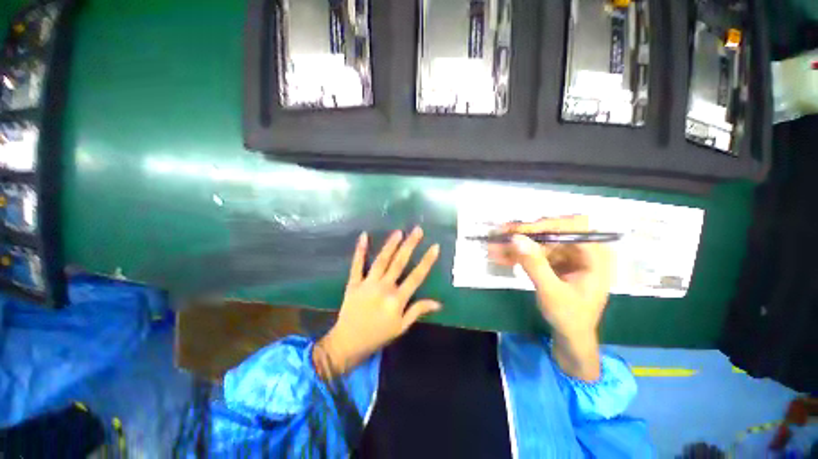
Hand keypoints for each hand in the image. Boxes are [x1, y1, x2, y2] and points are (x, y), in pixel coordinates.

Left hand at [314, 227, 440, 379]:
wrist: (348, 343)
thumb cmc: (378, 336)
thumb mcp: (401, 327)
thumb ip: (418, 311)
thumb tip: (438, 303)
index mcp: (397, 300)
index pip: (416, 276)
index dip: (427, 261)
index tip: (435, 246)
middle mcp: (384, 288)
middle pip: (399, 263)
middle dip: (410, 245)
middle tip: (418, 230)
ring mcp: (367, 284)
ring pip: (381, 260)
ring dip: (390, 245)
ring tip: (399, 232)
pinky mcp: (354, 283)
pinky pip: (357, 265)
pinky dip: (360, 250)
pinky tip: (364, 236)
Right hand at [488, 215, 611, 379]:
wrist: (571, 336)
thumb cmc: (569, 317)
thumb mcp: (551, 292)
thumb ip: (534, 264)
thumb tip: (516, 238)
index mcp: (595, 255)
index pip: (570, 228)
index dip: (543, 226)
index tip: (517, 230)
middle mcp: (583, 250)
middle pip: (552, 232)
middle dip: (524, 235)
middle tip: (500, 234)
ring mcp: (568, 256)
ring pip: (539, 242)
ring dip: (516, 245)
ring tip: (494, 247)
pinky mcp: (556, 262)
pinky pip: (535, 253)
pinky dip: (518, 255)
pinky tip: (500, 256)